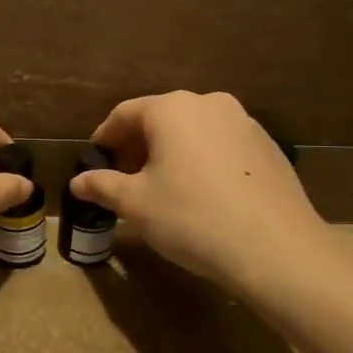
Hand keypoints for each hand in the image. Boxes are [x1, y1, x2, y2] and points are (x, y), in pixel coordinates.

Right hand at [70, 91, 335, 293]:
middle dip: (138, 146)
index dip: (104, 138)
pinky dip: (202, 161)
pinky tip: (201, 194)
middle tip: (123, 178)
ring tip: (161, 188)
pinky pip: (221, 146)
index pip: (125, 114)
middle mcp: (209, 103)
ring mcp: (244, 123)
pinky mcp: (268, 148)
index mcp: (172, 109)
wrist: (276, 249)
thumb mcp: (136, 204)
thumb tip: (77, 182)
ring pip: (193, 132)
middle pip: (161, 119)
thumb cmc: (192, 217)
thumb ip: (102, 186)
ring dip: (171, 153)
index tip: (95, 162)